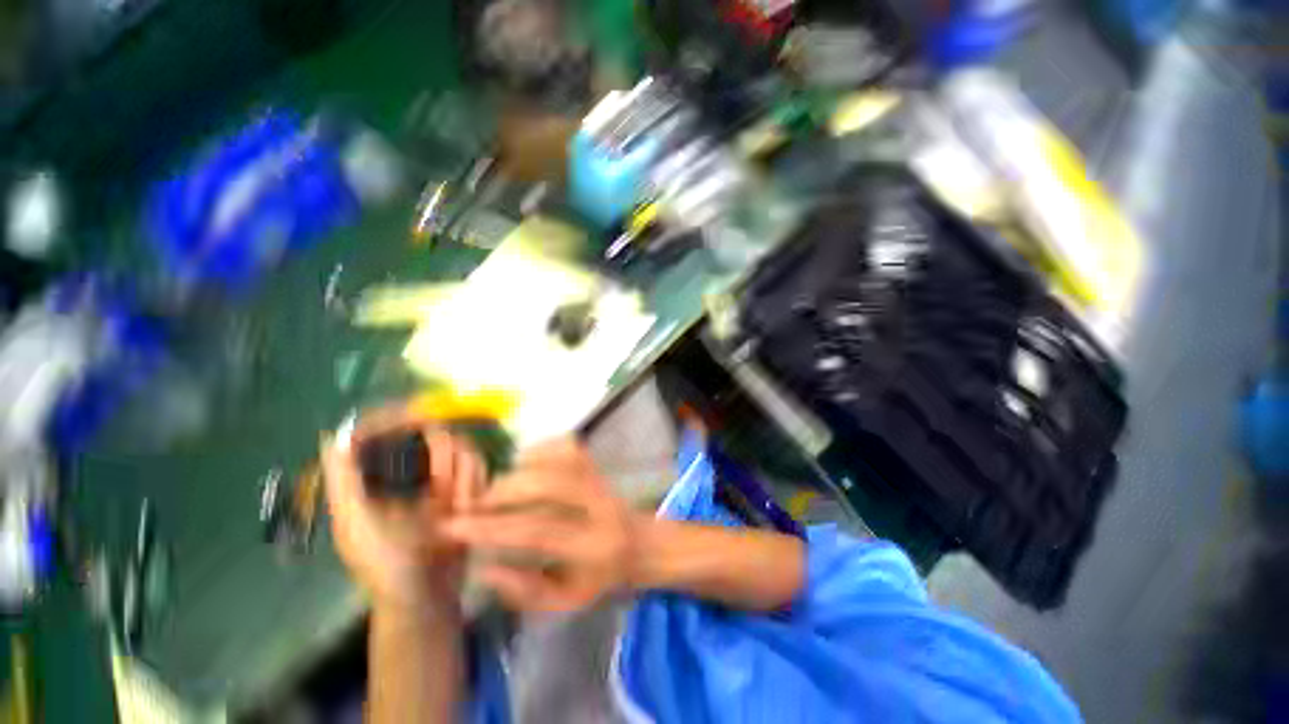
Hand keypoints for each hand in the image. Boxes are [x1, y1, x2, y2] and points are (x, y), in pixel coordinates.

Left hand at [322, 404, 486, 615]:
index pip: (376, 433)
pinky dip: (476, 481)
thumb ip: (343, 483)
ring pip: (458, 449)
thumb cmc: (385, 566)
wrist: (428, 597)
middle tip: (450, 484)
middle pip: (427, 435)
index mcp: (370, 480)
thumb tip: (333, 435)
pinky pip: (476, 467)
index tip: (417, 413)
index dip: (392, 417)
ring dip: (464, 474)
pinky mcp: (461, 489)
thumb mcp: (356, 526)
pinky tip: (469, 505)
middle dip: (444, 455)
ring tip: (459, 505)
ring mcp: (435, 480)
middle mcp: (404, 473)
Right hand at [442, 437, 637, 611]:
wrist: (638, 543)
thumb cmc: (599, 577)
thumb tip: (485, 566)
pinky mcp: (597, 463)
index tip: (453, 526)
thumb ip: (525, 591)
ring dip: (520, 470)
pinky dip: (539, 450)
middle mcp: (600, 503)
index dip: (493, 528)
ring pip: (560, 459)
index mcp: (594, 545)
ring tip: (495, 488)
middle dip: (504, 492)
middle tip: (474, 505)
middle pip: (550, 484)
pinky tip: (522, 465)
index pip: (539, 530)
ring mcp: (600, 478)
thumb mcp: (566, 601)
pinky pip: (566, 446)